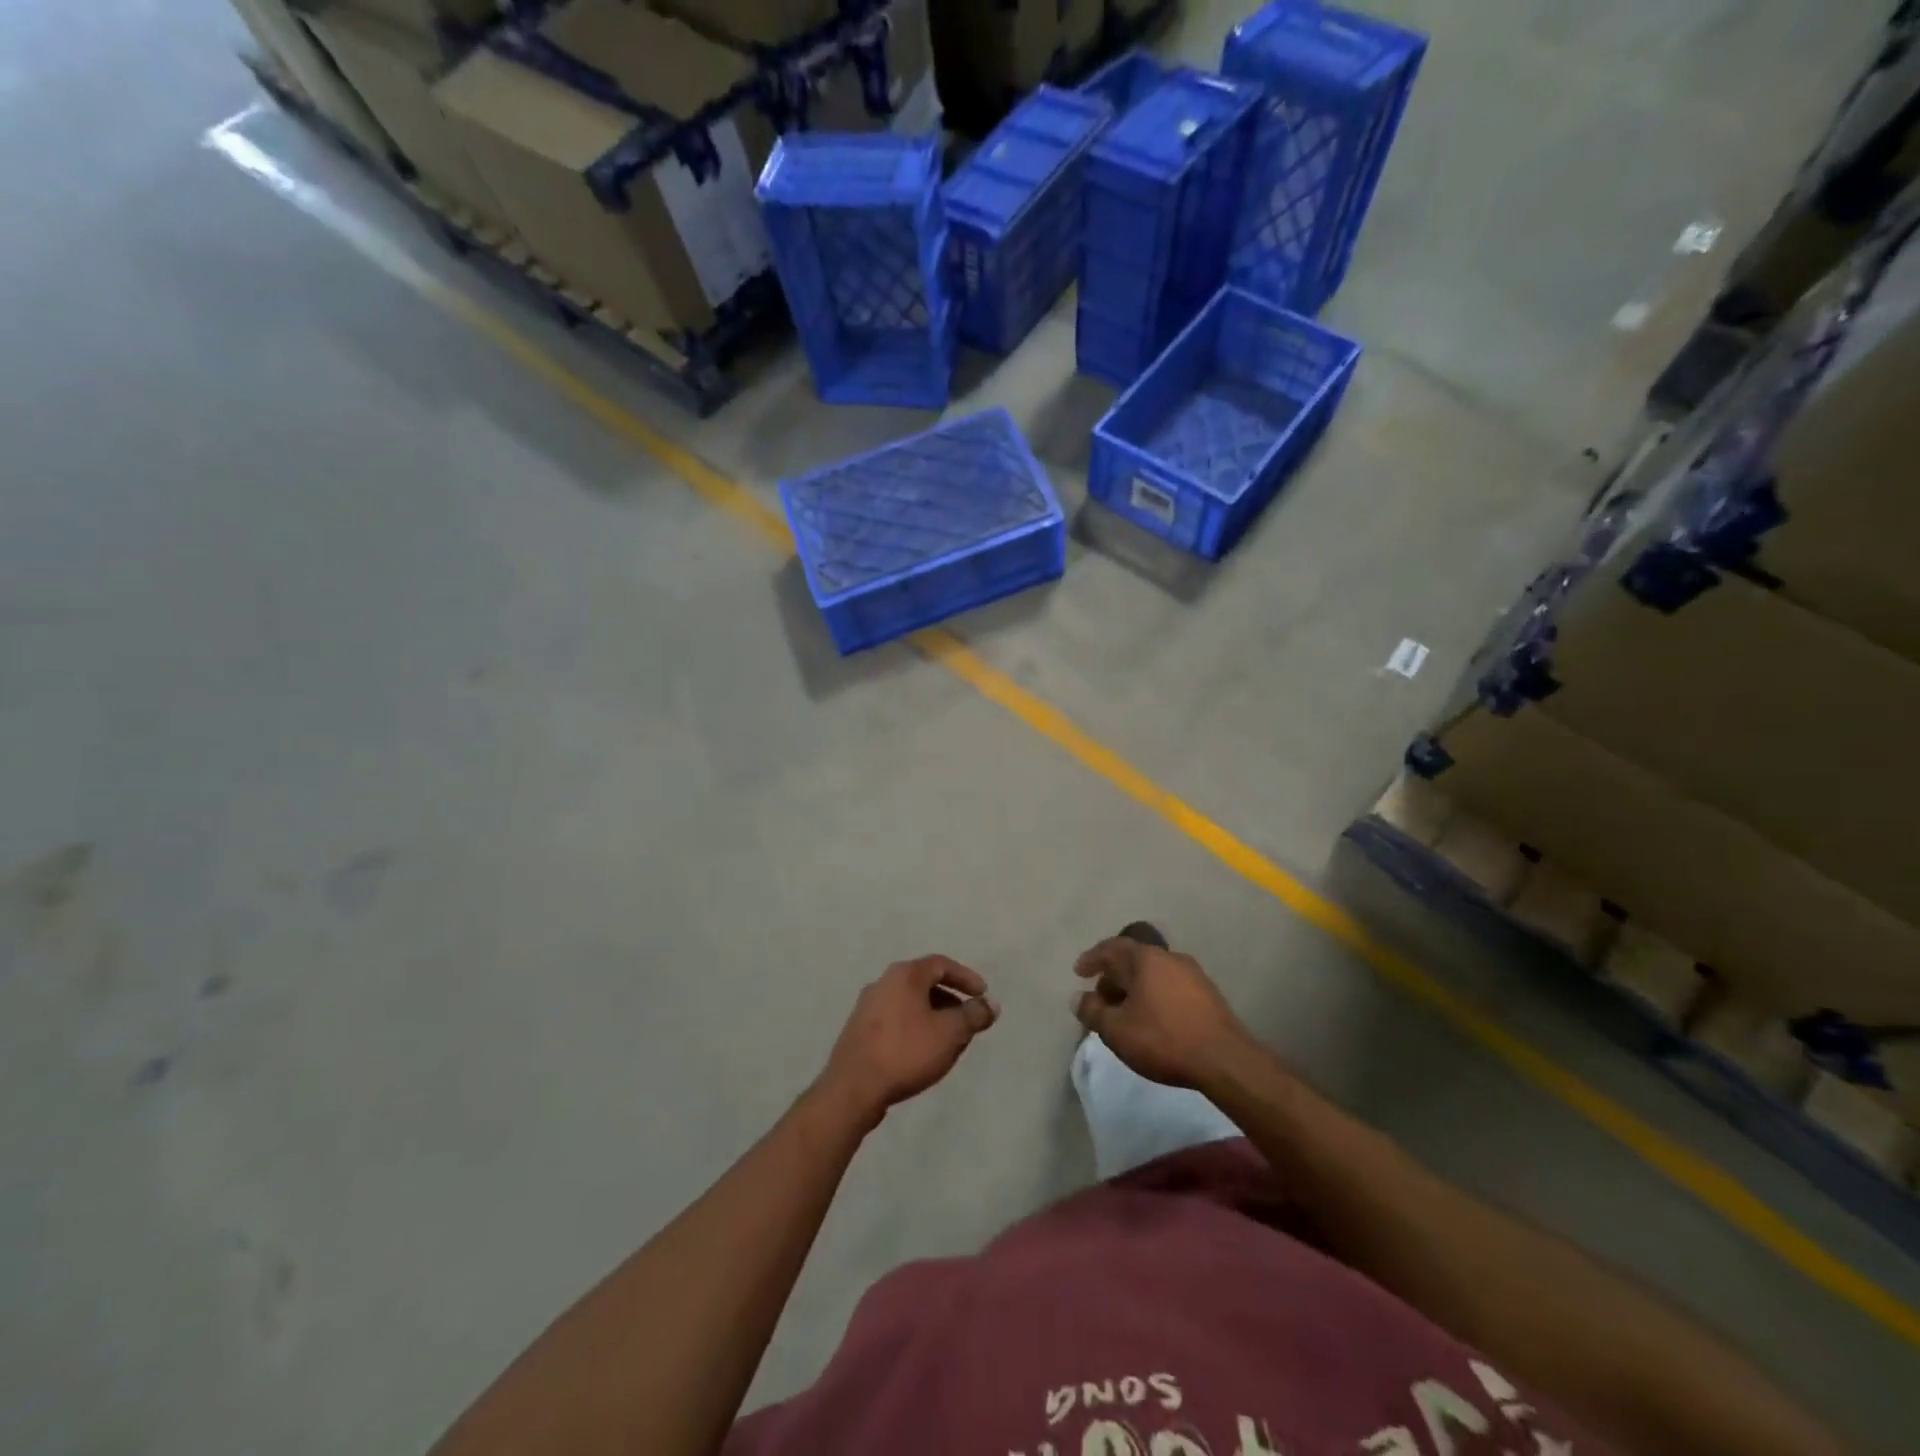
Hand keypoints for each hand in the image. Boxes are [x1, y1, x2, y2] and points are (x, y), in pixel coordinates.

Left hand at [818, 955, 998, 1127]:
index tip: (983, 996)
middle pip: (924, 983)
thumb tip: (990, 1004)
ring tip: (949, 1040)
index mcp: (904, 975)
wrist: (853, 1088)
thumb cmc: (906, 1052)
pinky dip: (914, 1027)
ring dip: (933, 1016)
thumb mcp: (950, 1033)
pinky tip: (922, 1052)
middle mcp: (883, 982)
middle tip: (967, 1021)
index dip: (966, 978)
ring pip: (909, 1003)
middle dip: (950, 1000)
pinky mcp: (859, 1030)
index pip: (941, 964)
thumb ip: (973, 1015)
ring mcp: (867, 1006)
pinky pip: (895, 1019)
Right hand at [1074, 937, 1247, 1089]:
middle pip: (1133, 961)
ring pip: (1153, 975)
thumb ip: (1092, 1012)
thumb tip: (1079, 998)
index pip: (1111, 948)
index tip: (1079, 972)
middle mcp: (1170, 958)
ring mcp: (1193, 975)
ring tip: (1124, 1014)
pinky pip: (1170, 988)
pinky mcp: (1208, 995)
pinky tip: (1151, 1021)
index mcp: (1145, 958)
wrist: (1225, 1060)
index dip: (1092, 958)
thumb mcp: (1117, 1030)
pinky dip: (1153, 998)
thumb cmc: (1163, 1039)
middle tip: (1099, 1000)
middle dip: (1112, 979)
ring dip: (1134, 990)